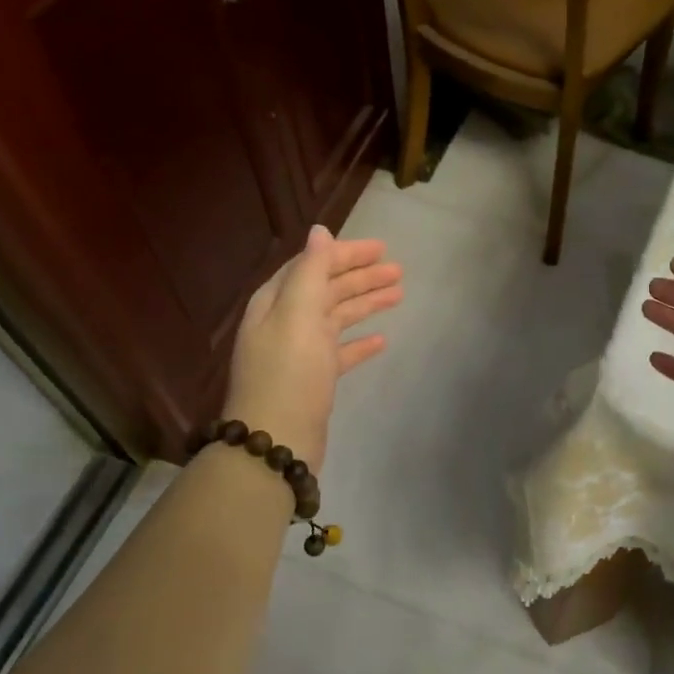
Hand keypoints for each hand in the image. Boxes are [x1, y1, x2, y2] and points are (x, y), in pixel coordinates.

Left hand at [222, 226, 401, 474]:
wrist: (275, 442)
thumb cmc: (288, 372)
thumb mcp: (297, 314)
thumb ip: (310, 271)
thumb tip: (319, 231)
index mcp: (276, 302)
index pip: (312, 265)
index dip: (344, 254)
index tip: (381, 248)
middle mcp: (285, 322)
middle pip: (327, 289)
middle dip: (361, 277)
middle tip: (399, 270)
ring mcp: (299, 352)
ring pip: (337, 318)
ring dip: (365, 304)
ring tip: (399, 295)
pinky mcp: (313, 380)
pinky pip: (340, 352)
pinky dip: (359, 343)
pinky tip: (381, 341)